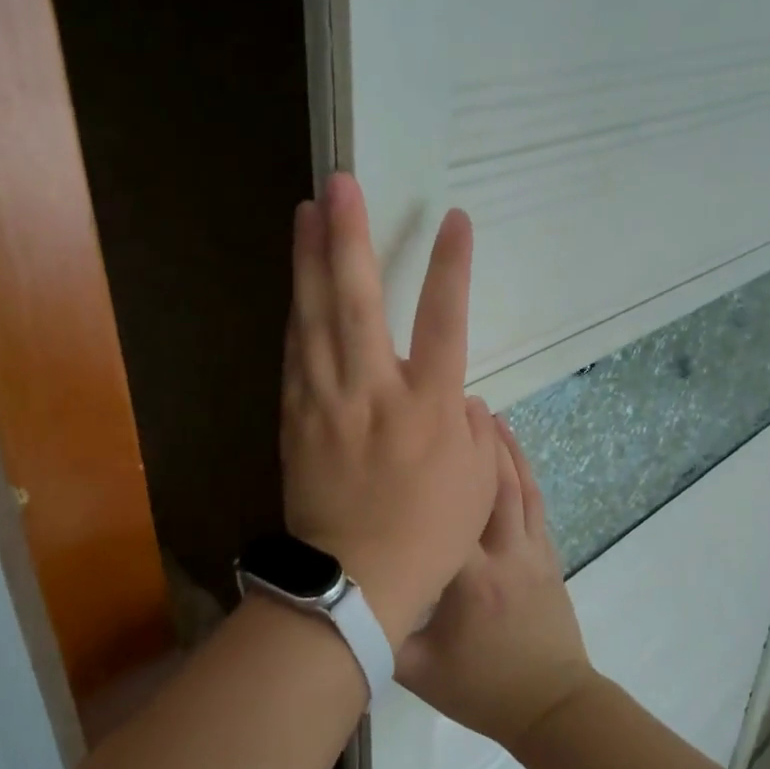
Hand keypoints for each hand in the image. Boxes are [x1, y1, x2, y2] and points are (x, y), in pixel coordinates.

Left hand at [280, 174, 499, 647]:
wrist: (353, 583)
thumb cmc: (428, 536)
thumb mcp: (476, 482)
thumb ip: (468, 424)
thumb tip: (451, 388)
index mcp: (427, 407)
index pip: (445, 321)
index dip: (452, 267)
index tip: (454, 219)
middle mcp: (372, 392)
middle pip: (357, 302)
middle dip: (350, 237)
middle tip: (340, 185)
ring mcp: (326, 402)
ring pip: (314, 319)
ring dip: (311, 262)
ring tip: (306, 214)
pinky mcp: (295, 417)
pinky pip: (293, 354)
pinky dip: (296, 313)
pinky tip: (296, 284)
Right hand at [397, 417, 599, 748]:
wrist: (553, 707)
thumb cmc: (483, 689)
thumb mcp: (418, 671)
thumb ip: (380, 633)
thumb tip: (336, 597)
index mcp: (468, 579)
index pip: (444, 516)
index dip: (429, 472)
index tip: (407, 436)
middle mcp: (502, 553)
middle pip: (488, 484)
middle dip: (472, 440)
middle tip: (450, 401)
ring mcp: (530, 550)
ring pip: (517, 486)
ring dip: (502, 445)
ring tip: (482, 409)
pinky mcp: (546, 554)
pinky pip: (534, 502)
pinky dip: (524, 469)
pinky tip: (512, 448)